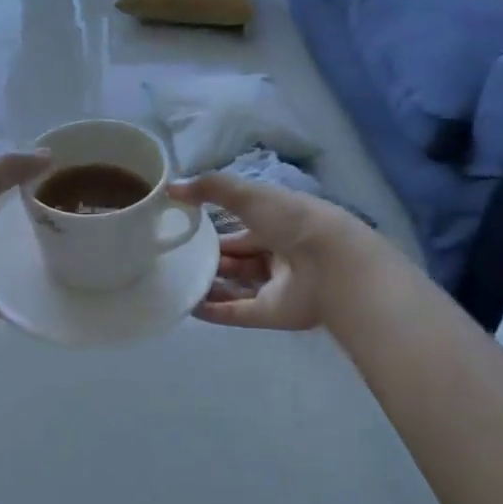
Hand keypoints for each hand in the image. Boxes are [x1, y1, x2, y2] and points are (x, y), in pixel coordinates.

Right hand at [168, 173, 365, 331]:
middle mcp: (279, 253)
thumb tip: (171, 188)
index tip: (187, 226)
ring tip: (177, 282)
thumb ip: (210, 188)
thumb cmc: (292, 221)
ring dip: (210, 284)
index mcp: (280, 222)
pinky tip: (189, 307)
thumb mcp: (248, 194)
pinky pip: (237, 312)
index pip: (245, 224)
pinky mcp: (272, 315)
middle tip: (178, 257)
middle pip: (240, 257)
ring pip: (237, 286)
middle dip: (212, 257)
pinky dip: (214, 311)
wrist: (331, 264)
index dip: (218, 225)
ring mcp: (276, 286)